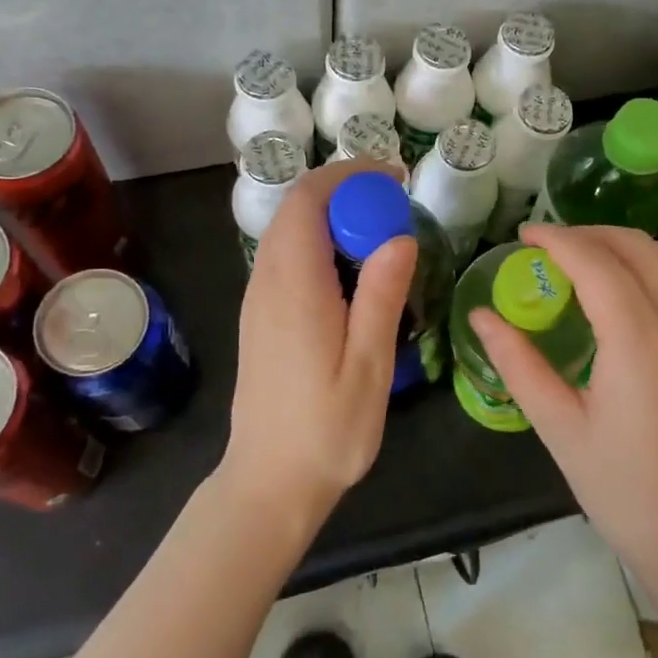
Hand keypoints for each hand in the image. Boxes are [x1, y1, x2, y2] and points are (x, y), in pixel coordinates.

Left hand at [221, 160, 416, 528]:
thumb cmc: (326, 430)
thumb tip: (399, 235)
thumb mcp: (368, 366)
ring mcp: (258, 298)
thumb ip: (381, 295)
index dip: (349, 175)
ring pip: (290, 231)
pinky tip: (353, 273)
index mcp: (294, 286)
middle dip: (345, 192)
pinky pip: (287, 256)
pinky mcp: (260, 315)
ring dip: (333, 216)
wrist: (269, 481)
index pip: (308, 200)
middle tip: (395, 208)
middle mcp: (267, 282)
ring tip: (381, 235)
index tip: (394, 179)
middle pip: (297, 209)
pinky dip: (320, 242)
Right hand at [470, 224, 657, 616]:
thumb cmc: (623, 489)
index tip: (523, 235)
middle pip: (637, 247)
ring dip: (624, 245)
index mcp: (637, 343)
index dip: (557, 240)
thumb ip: (518, 364)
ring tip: (584, 260)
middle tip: (548, 247)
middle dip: (590, 234)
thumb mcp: (559, 428)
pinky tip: (622, 290)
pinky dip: (649, 264)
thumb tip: (481, 316)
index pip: (597, 264)